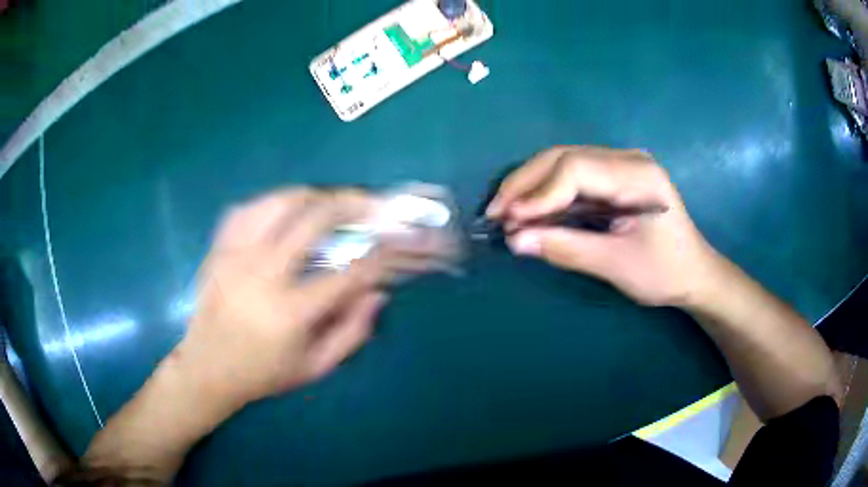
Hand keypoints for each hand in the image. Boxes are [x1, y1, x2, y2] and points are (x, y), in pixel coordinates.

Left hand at [174, 188, 395, 409]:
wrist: (207, 368)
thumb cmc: (263, 373)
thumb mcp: (315, 367)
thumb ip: (352, 332)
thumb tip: (377, 293)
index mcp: (290, 311)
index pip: (346, 274)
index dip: (376, 257)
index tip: (391, 245)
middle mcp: (262, 273)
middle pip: (313, 220)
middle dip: (351, 206)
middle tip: (370, 204)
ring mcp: (236, 255)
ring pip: (279, 203)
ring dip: (313, 196)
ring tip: (331, 201)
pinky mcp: (219, 249)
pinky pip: (247, 209)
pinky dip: (271, 203)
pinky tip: (285, 210)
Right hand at [487, 146, 722, 306]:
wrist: (694, 273)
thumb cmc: (664, 273)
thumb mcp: (617, 266)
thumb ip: (566, 249)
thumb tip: (514, 241)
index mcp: (638, 176)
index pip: (577, 169)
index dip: (539, 193)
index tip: (509, 219)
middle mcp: (627, 159)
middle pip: (564, 157)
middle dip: (526, 183)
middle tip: (495, 212)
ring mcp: (620, 165)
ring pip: (563, 163)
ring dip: (531, 186)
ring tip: (505, 212)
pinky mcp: (614, 177)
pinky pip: (571, 177)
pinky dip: (547, 194)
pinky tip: (529, 210)